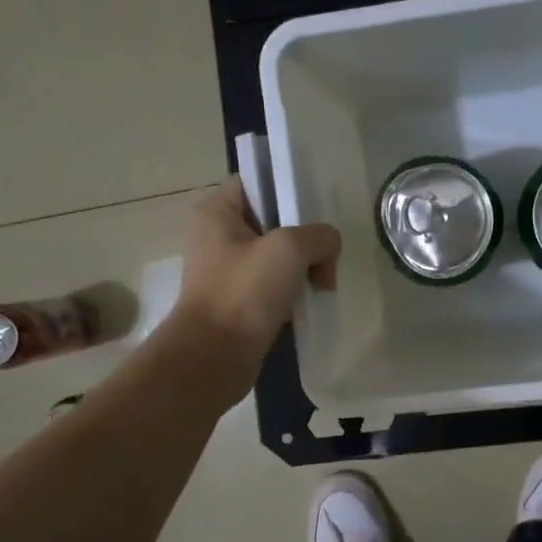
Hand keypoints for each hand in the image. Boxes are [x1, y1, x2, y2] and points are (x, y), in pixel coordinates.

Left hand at [174, 177, 341, 373]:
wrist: (213, 358)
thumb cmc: (244, 293)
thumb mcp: (290, 249)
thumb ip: (320, 235)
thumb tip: (328, 248)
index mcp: (216, 212)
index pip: (258, 183)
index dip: (289, 190)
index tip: (317, 210)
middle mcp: (217, 236)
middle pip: (274, 221)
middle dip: (305, 237)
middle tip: (326, 256)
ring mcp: (227, 271)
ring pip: (277, 256)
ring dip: (303, 268)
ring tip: (322, 283)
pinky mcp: (238, 302)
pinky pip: (273, 285)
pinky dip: (292, 292)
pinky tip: (309, 302)